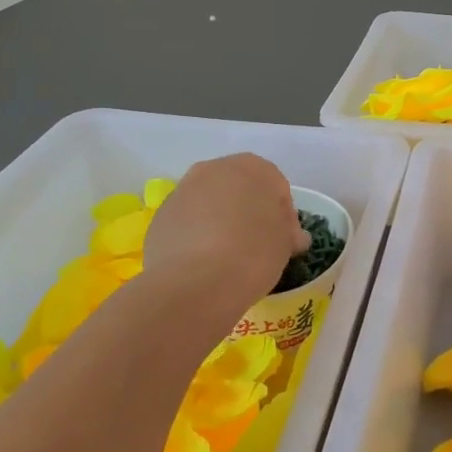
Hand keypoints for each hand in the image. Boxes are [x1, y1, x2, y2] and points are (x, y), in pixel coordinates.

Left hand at [143, 154, 309, 310]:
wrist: (194, 283)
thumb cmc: (252, 254)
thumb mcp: (285, 245)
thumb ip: (288, 233)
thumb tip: (291, 236)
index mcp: (253, 167)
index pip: (277, 187)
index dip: (284, 215)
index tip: (284, 241)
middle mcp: (215, 169)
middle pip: (240, 189)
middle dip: (249, 212)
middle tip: (257, 245)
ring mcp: (183, 190)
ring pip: (210, 203)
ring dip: (221, 221)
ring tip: (227, 256)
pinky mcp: (160, 215)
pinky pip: (188, 222)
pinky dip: (196, 235)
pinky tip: (203, 263)